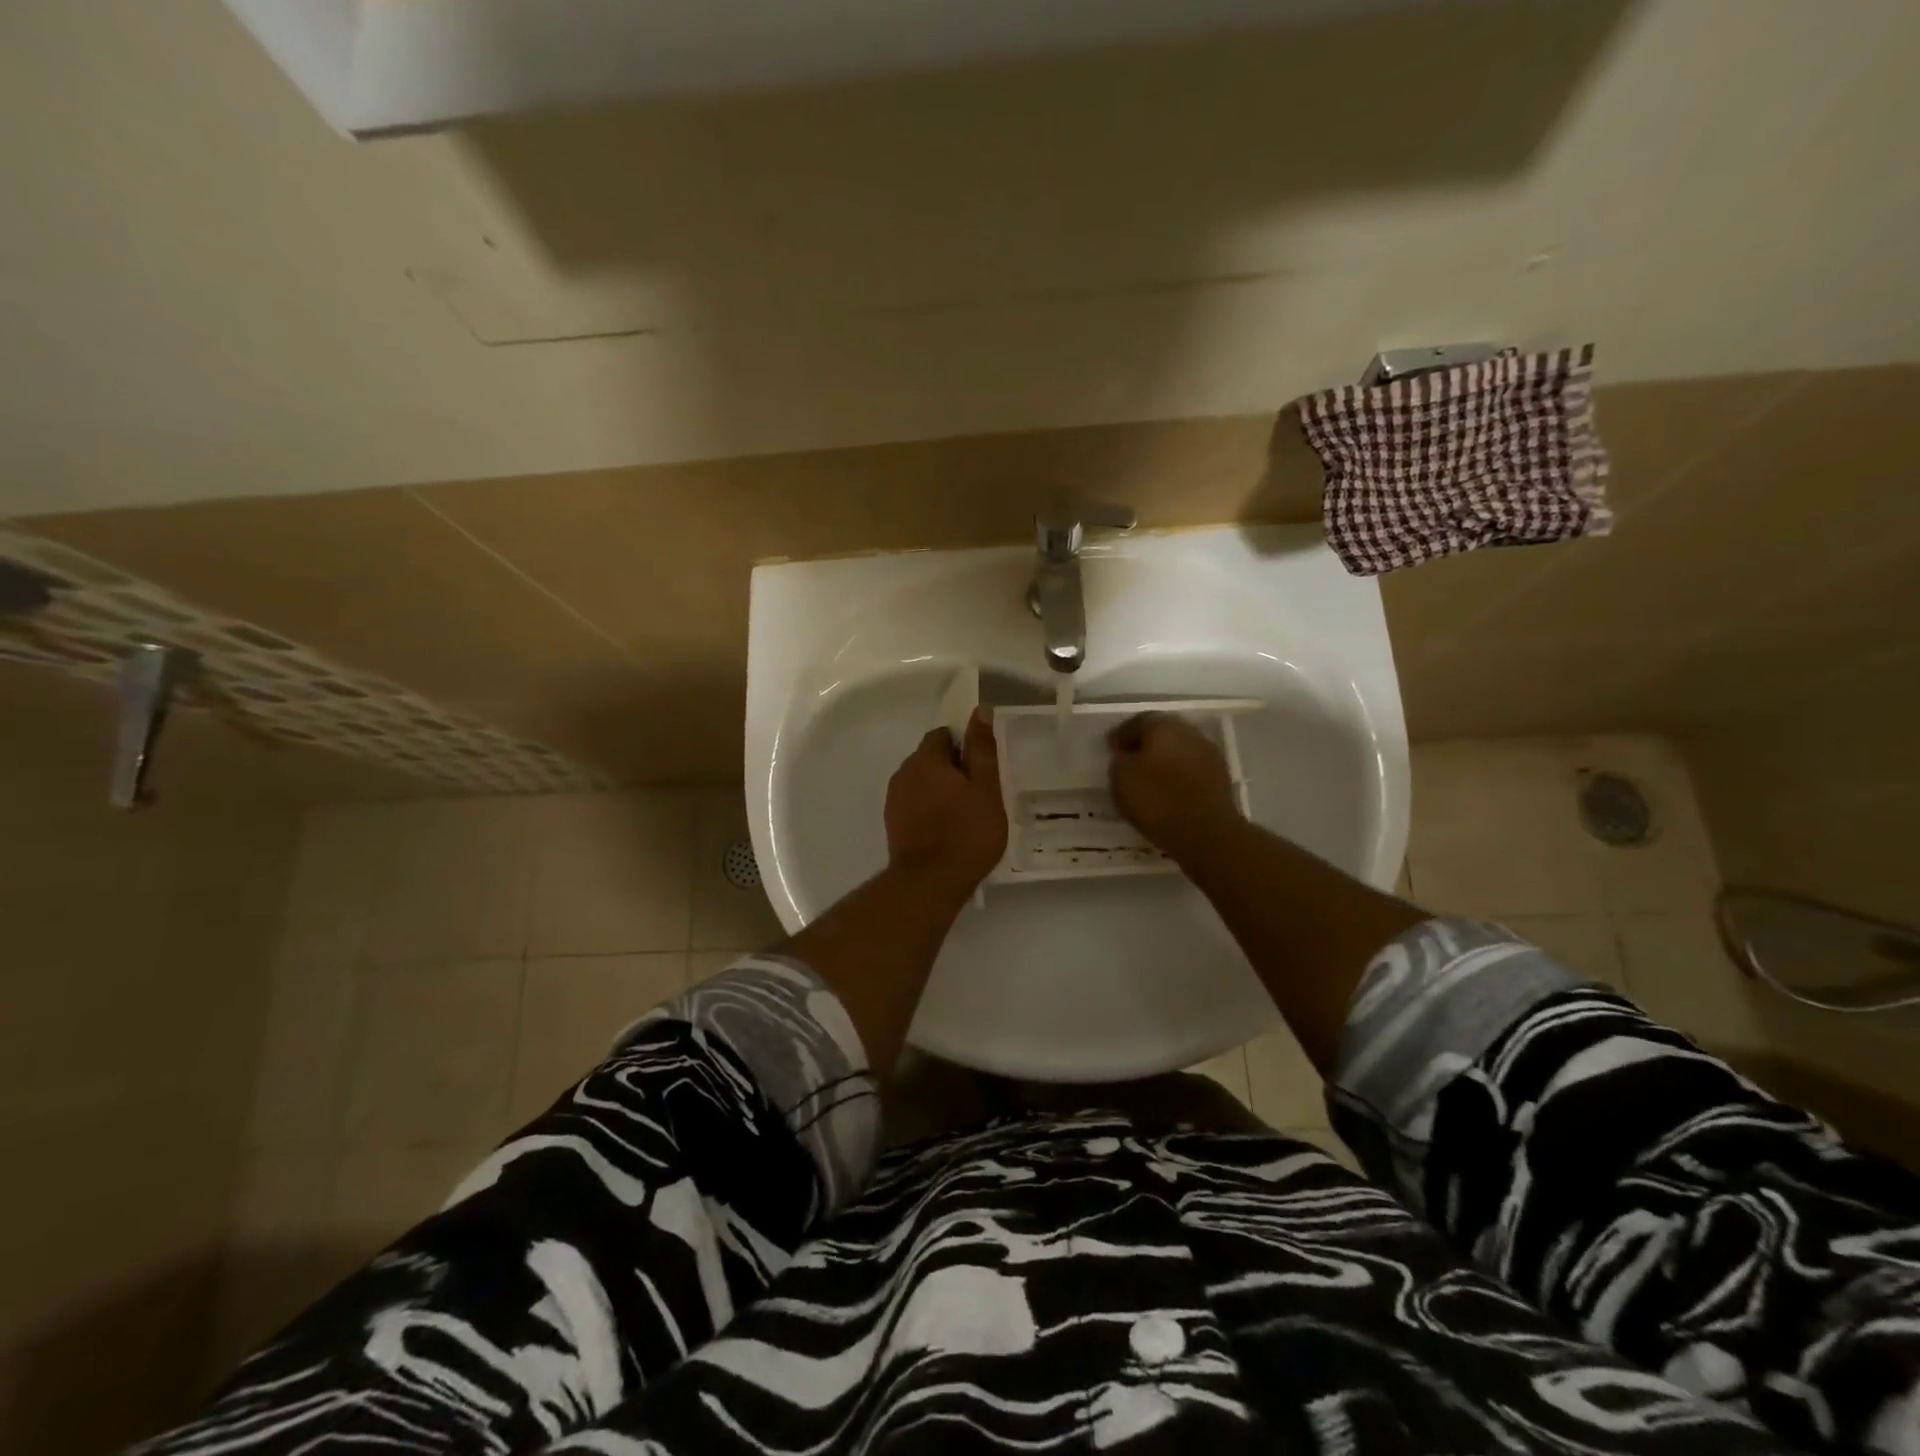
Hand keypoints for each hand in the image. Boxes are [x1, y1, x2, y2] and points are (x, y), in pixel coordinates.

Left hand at [885, 707, 1007, 893]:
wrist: (929, 882)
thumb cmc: (966, 833)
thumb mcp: (985, 788)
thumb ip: (982, 749)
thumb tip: (980, 710)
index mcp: (926, 759)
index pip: (943, 735)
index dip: (964, 746)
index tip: (981, 768)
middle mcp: (903, 772)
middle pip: (931, 758)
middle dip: (952, 768)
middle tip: (979, 793)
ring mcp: (894, 799)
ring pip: (921, 782)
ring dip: (940, 789)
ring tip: (965, 814)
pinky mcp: (893, 823)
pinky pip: (914, 803)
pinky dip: (929, 808)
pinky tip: (947, 829)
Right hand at [1108, 712, 1241, 859]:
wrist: (1207, 833)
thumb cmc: (1157, 799)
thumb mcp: (1121, 778)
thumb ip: (1120, 760)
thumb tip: (1127, 756)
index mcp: (1164, 725)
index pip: (1138, 721)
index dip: (1121, 735)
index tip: (1110, 749)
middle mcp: (1190, 732)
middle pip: (1162, 734)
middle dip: (1145, 746)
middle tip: (1128, 762)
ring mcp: (1209, 755)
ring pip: (1178, 752)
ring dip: (1163, 762)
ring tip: (1147, 781)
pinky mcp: (1220, 779)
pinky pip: (1190, 771)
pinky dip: (1177, 778)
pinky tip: (1166, 794)